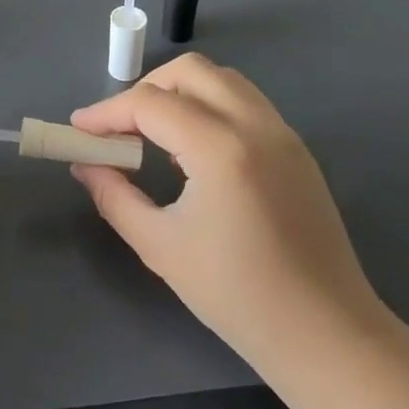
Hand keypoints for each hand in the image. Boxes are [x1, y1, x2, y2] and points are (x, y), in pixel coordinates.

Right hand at [70, 53, 384, 379]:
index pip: (150, 103)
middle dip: (144, 90)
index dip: (107, 112)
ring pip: (221, 80)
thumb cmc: (239, 297)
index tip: (79, 130)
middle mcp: (256, 126)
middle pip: (188, 71)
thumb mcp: (160, 247)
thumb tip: (86, 166)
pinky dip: (209, 106)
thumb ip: (114, 196)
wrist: (329, 338)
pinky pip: (244, 103)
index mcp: (221, 148)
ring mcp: (283, 134)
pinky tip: (193, 150)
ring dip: (179, 92)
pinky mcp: (297, 150)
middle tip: (119, 128)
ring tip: (154, 134)